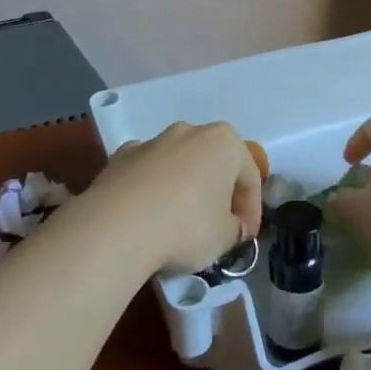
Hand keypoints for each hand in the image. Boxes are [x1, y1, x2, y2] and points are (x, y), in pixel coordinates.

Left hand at [91, 122, 263, 274]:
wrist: (118, 226)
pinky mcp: (120, 156)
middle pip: (213, 164)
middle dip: (218, 192)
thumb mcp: (226, 237)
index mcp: (224, 142)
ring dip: (184, 188)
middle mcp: (189, 131)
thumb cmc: (187, 227)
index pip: (250, 177)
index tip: (245, 238)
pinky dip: (152, 190)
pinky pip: (147, 173)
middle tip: (217, 227)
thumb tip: (231, 226)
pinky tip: (147, 217)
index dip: (252, 211)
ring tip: (179, 224)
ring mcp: (152, 141)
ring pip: (179, 165)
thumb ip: (235, 228)